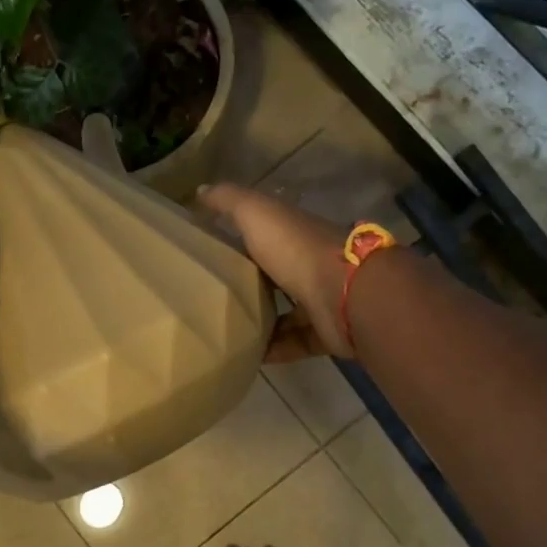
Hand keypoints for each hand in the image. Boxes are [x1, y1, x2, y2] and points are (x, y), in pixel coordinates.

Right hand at [198, 184, 351, 360]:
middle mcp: (309, 266)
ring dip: (260, 322)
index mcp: (294, 236)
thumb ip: (230, 201)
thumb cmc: (297, 249)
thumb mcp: (257, 214)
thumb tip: (200, 191)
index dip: (240, 241)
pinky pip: (295, 343)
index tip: (209, 254)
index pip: (264, 237)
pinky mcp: (325, 333)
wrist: (346, 293)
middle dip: (249, 286)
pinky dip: (274, 350)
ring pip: (286, 312)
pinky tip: (248, 355)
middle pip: (275, 277)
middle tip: (211, 300)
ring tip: (226, 331)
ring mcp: (320, 300)